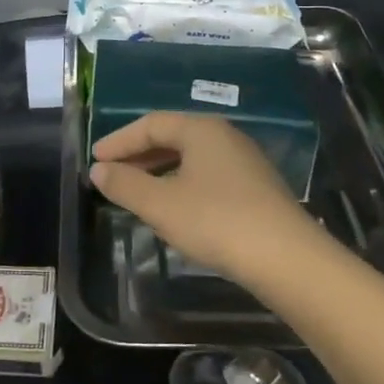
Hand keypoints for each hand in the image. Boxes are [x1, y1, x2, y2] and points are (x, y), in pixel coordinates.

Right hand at [90, 112, 324, 290]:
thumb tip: (99, 170)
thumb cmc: (216, 221)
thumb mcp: (161, 205)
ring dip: (159, 170)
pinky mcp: (256, 188)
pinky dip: (181, 183)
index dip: (119, 140)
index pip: (151, 124)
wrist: (287, 259)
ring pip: (191, 157)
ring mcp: (244, 162)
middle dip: (139, 154)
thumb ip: (125, 185)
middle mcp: (224, 136)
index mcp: (201, 129)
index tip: (95, 159)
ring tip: (137, 191)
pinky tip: (174, 208)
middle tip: (112, 173)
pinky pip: (207, 175)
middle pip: (172, 136)